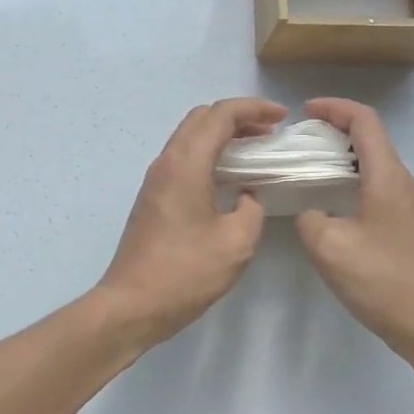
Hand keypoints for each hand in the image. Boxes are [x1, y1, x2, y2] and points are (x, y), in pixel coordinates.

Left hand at [96, 98, 287, 346]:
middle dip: (238, 116)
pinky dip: (209, 153)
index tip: (282, 117)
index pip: (220, 115)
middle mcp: (167, 161)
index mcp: (186, 164)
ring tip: (254, 149)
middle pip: (202, 117)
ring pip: (190, 136)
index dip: (254, 108)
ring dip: (222, 134)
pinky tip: (230, 176)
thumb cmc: (185, 272)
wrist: (131, 304)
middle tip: (269, 131)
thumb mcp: (236, 242)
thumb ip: (251, 209)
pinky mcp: (153, 197)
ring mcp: (155, 179)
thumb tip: (246, 195)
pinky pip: (183, 157)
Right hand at [295, 98, 413, 359]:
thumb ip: (310, 218)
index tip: (305, 112)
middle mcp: (401, 182)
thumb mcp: (329, 247)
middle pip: (370, 137)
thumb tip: (312, 212)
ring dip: (341, 155)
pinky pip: (374, 184)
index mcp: (387, 177)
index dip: (334, 108)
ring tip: (307, 166)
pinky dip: (349, 178)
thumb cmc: (382, 280)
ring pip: (372, 162)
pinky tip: (328, 200)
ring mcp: (406, 203)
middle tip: (299, 140)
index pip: (364, 121)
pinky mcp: (404, 223)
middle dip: (334, 128)